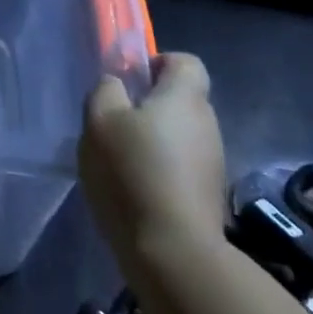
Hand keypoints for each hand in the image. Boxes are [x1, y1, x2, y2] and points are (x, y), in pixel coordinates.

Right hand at [80, 51, 228, 258]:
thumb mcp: (100, 120)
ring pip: (179, 136)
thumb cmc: (133, 172)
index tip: (130, 82)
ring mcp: (212, 162)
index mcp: (184, 97)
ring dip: (153, 142)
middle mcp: (207, 123)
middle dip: (149, 106)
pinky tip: (135, 191)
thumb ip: (106, 91)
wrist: (174, 252)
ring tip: (120, 163)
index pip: (185, 61)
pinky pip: (181, 167)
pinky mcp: (208, 195)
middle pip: (180, 100)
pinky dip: (160, 171)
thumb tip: (117, 85)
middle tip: (114, 125)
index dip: (157, 63)